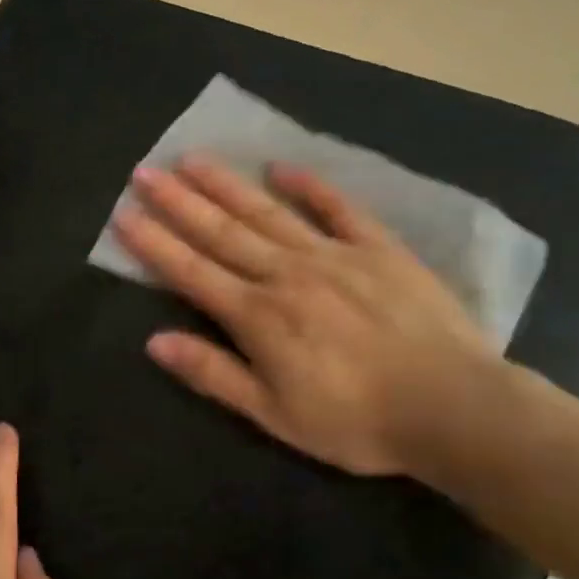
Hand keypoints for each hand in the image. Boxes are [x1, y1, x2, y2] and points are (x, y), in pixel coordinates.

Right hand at [113, 155, 498, 476]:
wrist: (454, 408)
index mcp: (258, 316)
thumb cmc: (356, 421)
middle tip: (145, 171)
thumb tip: (155, 342)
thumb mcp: (275, 414)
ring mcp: (333, 255)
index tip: (124, 215)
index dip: (154, 244)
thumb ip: (214, 374)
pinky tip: (283, 167)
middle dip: (178, 201)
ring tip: (193, 158)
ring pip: (267, 212)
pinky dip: (310, 187)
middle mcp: (286, 274)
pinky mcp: (378, 249)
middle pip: (222, 232)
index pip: (191, 272)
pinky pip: (339, 209)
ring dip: (227, 185)